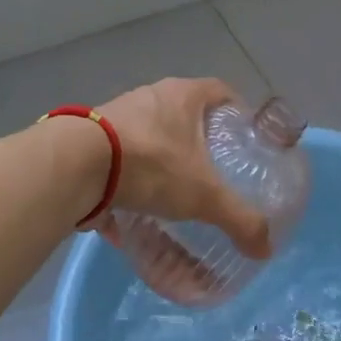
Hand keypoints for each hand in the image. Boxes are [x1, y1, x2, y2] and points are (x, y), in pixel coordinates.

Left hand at [96, 78, 271, 258]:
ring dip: (162, 161)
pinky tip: (132, 215)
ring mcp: (116, 115)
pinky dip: (128, 183)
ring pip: (149, 136)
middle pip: (184, 113)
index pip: (221, 91)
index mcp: (183, 96)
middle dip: (199, 141)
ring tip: (174, 194)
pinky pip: (118, 160)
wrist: (76, 165)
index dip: (237, 111)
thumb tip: (265, 248)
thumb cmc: (151, 165)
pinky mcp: (89, 139)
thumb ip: (238, 219)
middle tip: (214, 171)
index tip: (246, 137)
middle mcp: (150, 97)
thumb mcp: (203, 195)